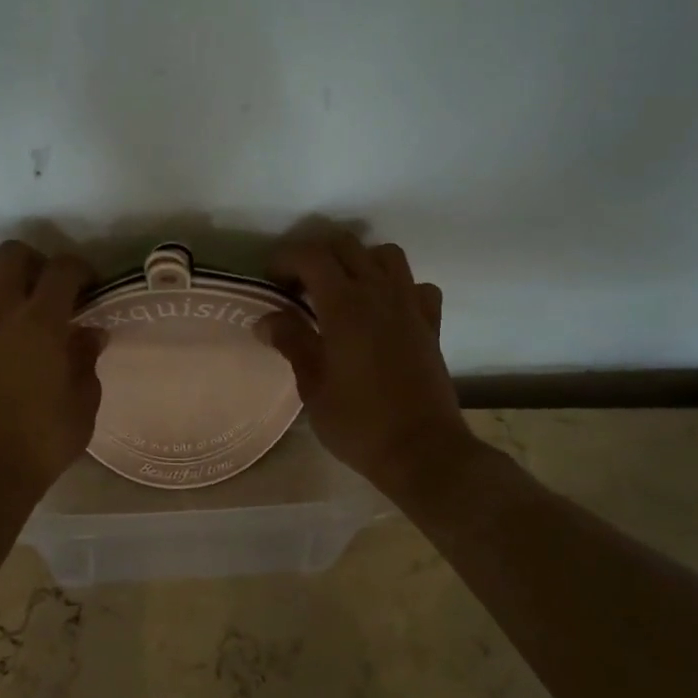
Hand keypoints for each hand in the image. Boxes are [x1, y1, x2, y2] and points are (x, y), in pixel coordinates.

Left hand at [0, 241, 105, 504]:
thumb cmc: (45, 438)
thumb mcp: (84, 401)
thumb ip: (87, 359)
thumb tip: (90, 335)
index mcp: (42, 321)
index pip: (63, 269)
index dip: (81, 269)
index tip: (91, 288)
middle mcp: (2, 313)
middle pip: (11, 255)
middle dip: (36, 261)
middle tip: (51, 289)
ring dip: (0, 280)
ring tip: (17, 304)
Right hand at [255, 233, 476, 497]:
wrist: (422, 451)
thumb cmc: (358, 422)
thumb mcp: (312, 386)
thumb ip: (291, 342)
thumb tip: (267, 319)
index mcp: (345, 305)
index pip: (310, 256)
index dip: (285, 260)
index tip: (271, 282)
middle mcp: (379, 293)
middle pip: (346, 246)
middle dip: (316, 256)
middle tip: (299, 287)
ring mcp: (410, 306)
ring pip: (386, 255)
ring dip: (359, 262)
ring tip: (342, 291)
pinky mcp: (431, 324)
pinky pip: (417, 286)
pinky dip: (398, 288)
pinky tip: (384, 312)